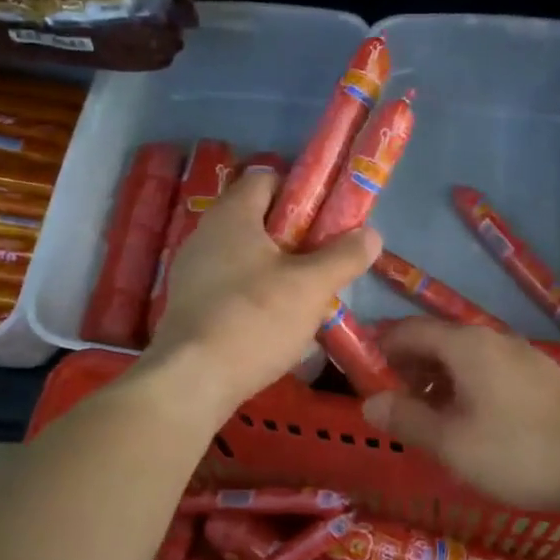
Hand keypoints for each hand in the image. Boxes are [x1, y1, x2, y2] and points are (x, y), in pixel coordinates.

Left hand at [143, 172, 380, 417]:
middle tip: (323, 262)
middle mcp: (206, 234)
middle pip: (258, 220)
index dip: (301, 192)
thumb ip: (344, 256)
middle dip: (295, 237)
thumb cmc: (255, 319)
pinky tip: (274, 323)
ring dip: (277, 270)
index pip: (267, 179)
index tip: (327, 220)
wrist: (192, 380)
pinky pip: (230, 286)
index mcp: (232, 215)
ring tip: (305, 297)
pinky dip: (254, 295)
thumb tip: (370, 234)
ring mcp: (192, 271)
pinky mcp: (189, 304)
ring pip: (245, 256)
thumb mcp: (311, 287)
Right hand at [362, 317, 559, 513]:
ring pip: (465, 358)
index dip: (380, 347)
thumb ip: (406, 419)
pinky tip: (467, 420)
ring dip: (437, 380)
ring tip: (424, 416)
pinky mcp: (542, 378)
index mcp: (466, 344)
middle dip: (408, 366)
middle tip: (390, 401)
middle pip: (437, 341)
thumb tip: (370, 402)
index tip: (360, 371)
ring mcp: (522, 356)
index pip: (408, 329)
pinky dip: (465, 387)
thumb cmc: (518, 452)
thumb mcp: (450, 442)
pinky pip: (489, 371)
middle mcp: (493, 338)